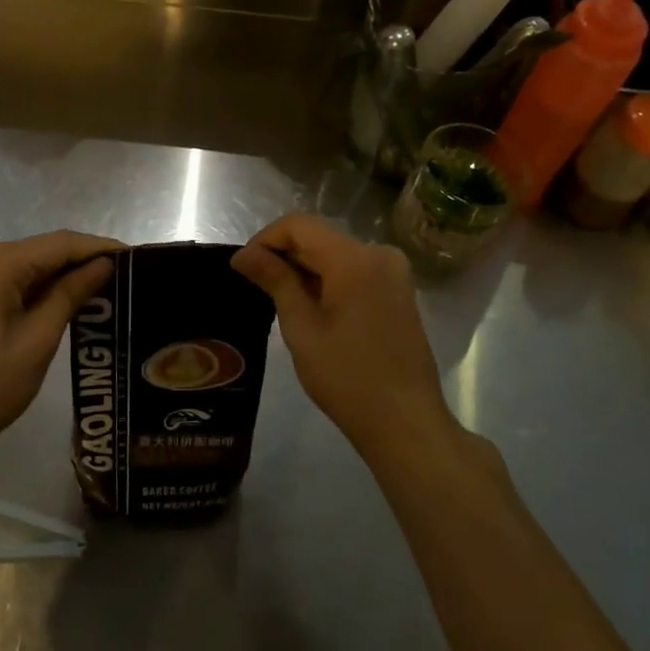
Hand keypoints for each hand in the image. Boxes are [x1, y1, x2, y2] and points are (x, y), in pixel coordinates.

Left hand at [0, 231, 120, 473]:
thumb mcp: (38, 340)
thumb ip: (70, 294)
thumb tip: (103, 265)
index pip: (60, 243)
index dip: (99, 247)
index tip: (135, 256)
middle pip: (43, 250)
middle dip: (82, 260)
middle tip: (124, 275)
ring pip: (27, 265)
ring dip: (62, 275)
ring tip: (104, 288)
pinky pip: (11, 281)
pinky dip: (39, 288)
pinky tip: (65, 300)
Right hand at [232, 213, 450, 458]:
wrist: (407, 425)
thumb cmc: (348, 378)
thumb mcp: (302, 328)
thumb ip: (275, 280)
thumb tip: (243, 254)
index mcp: (355, 258)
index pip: (299, 225)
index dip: (265, 239)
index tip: (243, 266)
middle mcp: (379, 253)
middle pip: (319, 236)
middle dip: (284, 254)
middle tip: (254, 284)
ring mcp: (393, 272)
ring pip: (335, 253)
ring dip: (304, 268)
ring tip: (278, 298)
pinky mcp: (398, 291)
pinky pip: (353, 270)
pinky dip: (327, 280)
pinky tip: (310, 307)